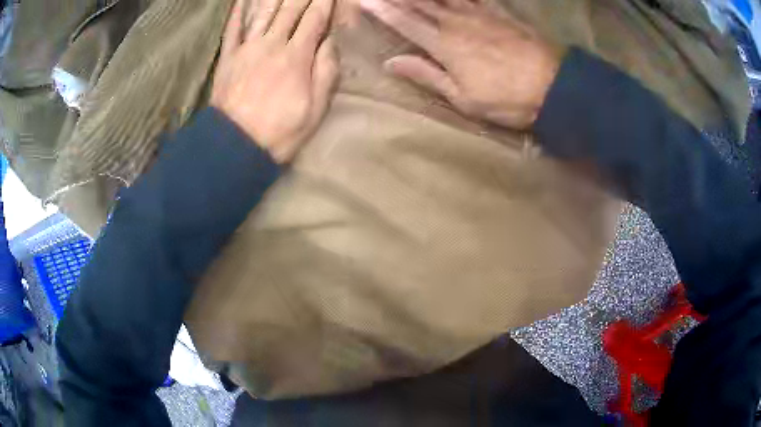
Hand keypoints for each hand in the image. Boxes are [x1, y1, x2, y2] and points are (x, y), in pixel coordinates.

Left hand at [211, 0, 339, 162]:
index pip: (315, 19)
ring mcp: (247, 49)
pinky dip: (237, 11)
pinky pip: (232, 29)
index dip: (325, 2)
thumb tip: (330, 40)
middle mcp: (272, 44)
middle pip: (290, 9)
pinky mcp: (227, 58)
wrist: (234, 147)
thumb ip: (326, 70)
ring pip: (264, 12)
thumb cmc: (281, 131)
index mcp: (297, 56)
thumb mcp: (316, 108)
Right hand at [359, 0, 560, 129]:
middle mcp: (456, 22)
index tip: (364, 0)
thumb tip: (391, 63)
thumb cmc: (507, 98)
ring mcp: (479, 14)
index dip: (383, 10)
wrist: (553, 85)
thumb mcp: (462, 97)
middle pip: (420, 3)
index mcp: (443, 45)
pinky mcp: (499, 12)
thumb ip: (426, 75)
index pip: (405, 22)